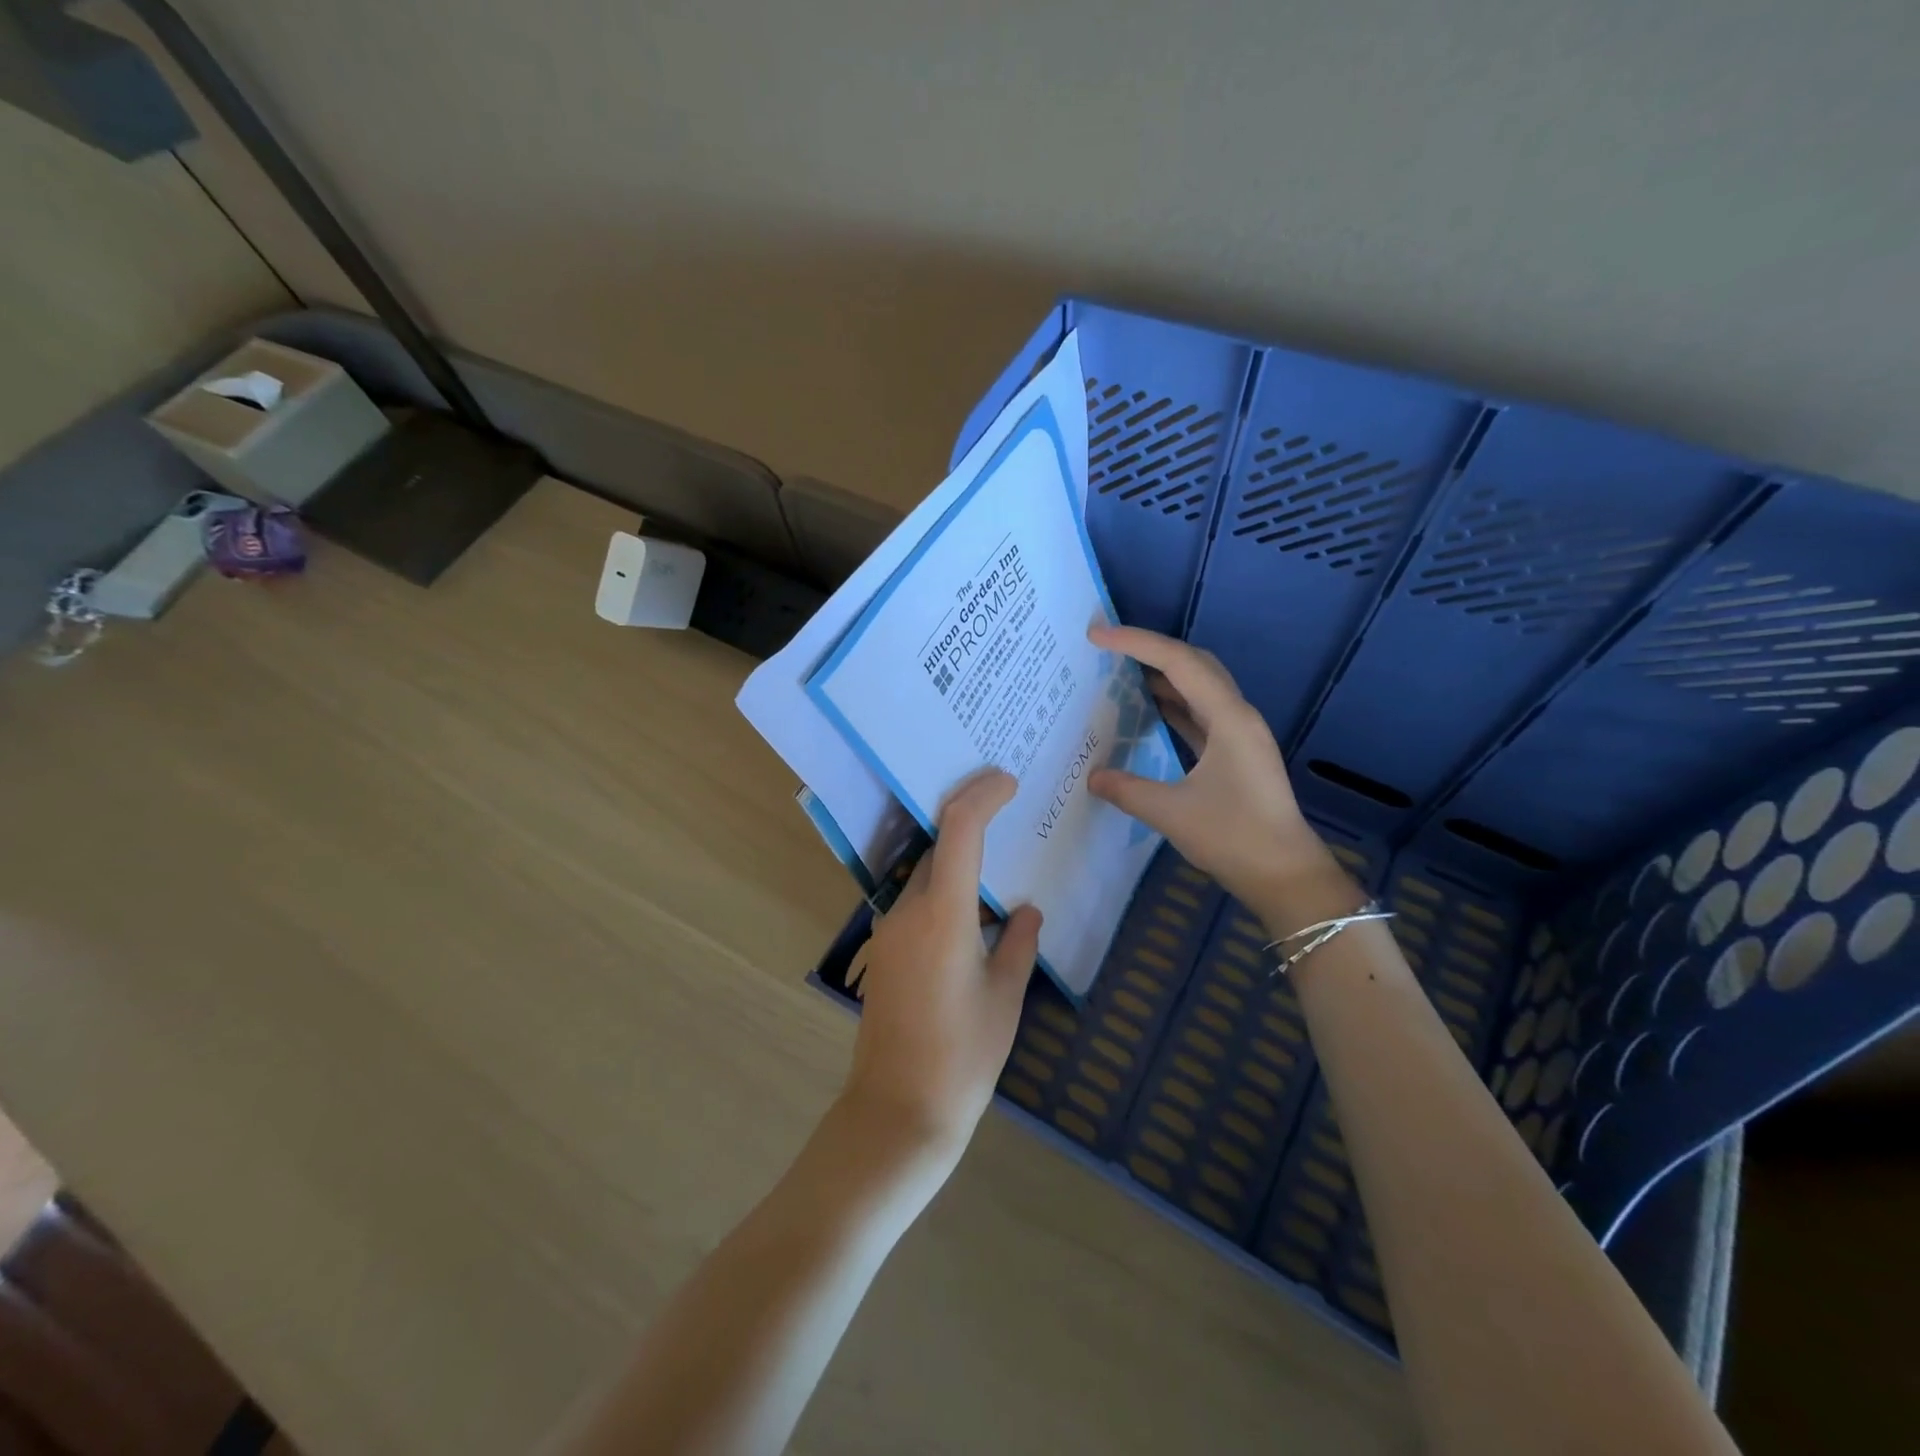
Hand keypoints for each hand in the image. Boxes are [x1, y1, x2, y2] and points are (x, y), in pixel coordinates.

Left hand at [843, 768, 1042, 1167]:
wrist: (898, 1111)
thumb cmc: (963, 1055)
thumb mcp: (1005, 997)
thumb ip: (1019, 943)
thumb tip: (1027, 911)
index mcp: (943, 913)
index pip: (959, 829)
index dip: (982, 795)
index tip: (1007, 780)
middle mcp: (908, 910)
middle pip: (938, 848)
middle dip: (970, 824)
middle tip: (1010, 818)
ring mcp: (889, 931)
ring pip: (926, 877)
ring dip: (957, 864)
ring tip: (998, 872)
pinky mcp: (883, 952)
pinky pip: (916, 905)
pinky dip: (944, 895)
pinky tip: (972, 918)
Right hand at [1088, 625, 1336, 908]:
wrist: (1286, 875)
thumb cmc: (1234, 838)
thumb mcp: (1172, 813)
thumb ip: (1127, 790)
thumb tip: (1092, 777)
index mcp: (1228, 718)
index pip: (1178, 663)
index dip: (1136, 643)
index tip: (1096, 636)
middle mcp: (1237, 716)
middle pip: (1194, 663)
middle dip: (1150, 649)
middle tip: (1108, 648)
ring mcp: (1239, 735)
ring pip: (1198, 687)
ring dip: (1162, 675)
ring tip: (1120, 672)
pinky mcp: (1236, 754)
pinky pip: (1199, 713)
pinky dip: (1171, 704)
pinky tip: (1147, 711)